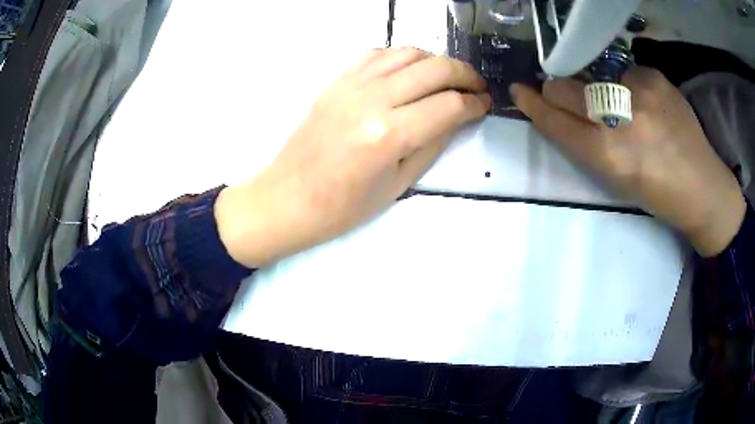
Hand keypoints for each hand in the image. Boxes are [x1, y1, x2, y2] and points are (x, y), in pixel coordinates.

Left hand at [216, 48, 490, 266]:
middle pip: (434, 68)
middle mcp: (372, 100)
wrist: (288, 198)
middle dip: (465, 74)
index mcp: (389, 135)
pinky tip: (410, 72)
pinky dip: (403, 57)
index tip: (485, 105)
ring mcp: (350, 85)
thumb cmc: (343, 207)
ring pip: (408, 53)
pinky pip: (378, 54)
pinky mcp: (336, 81)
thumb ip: (433, 144)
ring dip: (436, 61)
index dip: (475, 103)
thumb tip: (459, 116)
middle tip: (476, 87)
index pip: (449, 104)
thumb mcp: (399, 184)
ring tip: (447, 78)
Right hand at [511, 67, 745, 256]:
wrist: (704, 188)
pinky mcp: (655, 76)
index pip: (556, 120)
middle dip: (557, 91)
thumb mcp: (618, 179)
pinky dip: (629, 86)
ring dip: (598, 90)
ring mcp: (639, 91)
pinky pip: (626, 73)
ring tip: (626, 109)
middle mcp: (620, 118)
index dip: (533, 105)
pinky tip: (648, 103)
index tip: (519, 91)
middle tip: (564, 95)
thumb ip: (588, 143)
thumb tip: (566, 112)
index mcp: (609, 155)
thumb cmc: (659, 195)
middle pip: (566, 88)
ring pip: (594, 77)